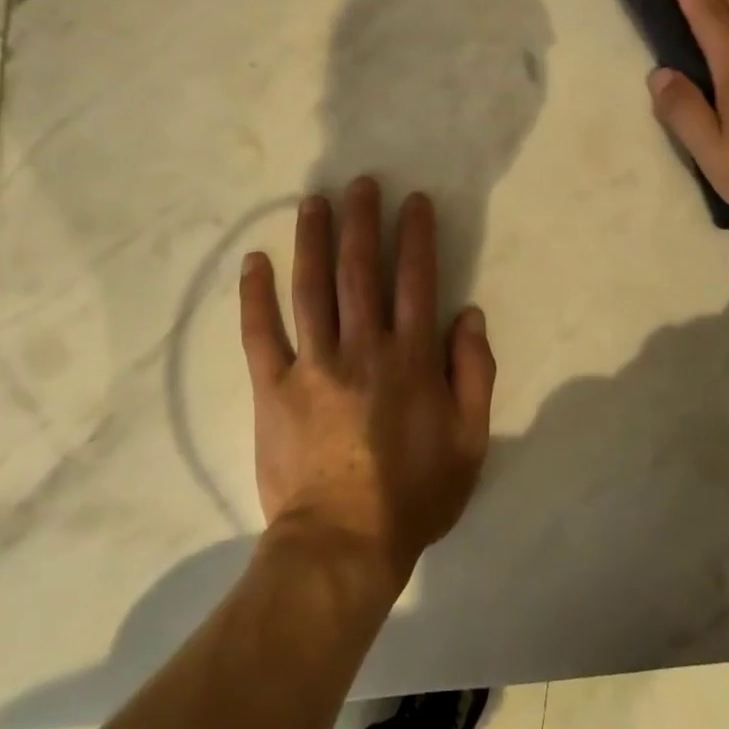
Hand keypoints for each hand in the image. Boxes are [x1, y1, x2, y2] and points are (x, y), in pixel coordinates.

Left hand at [238, 179, 495, 588]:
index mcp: (410, 358)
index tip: (414, 201)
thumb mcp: (470, 441)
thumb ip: (474, 374)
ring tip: (313, 201)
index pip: (416, 280)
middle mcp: (362, 348)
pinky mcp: (273, 388)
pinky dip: (255, 295)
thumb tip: (469, 315)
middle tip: (360, 183)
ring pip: (311, 288)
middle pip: (360, 270)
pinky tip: (253, 260)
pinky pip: (260, 334)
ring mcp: (313, 365)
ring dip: (313, 240)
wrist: (342, 545)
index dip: (416, 235)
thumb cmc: (414, 495)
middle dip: (362, 221)